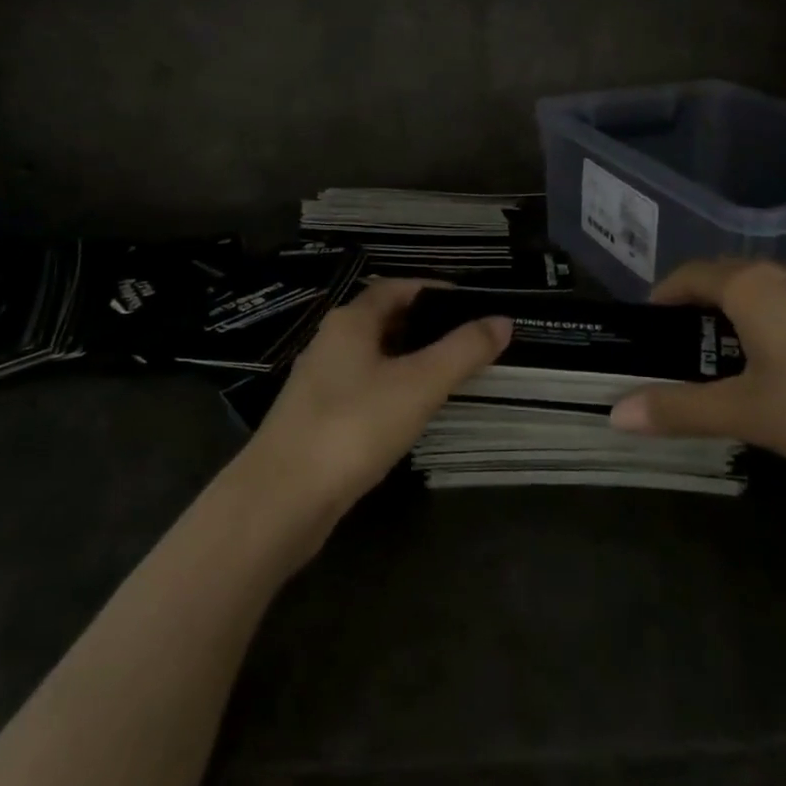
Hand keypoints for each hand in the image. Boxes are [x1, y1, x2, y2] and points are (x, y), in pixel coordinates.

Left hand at [243, 279, 511, 532]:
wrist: (282, 498)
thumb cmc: (354, 426)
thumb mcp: (419, 385)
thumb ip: (463, 351)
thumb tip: (502, 320)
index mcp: (351, 321)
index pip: (396, 287)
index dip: (433, 289)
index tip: (471, 303)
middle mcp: (331, 341)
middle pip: (383, 318)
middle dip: (425, 324)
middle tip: (467, 339)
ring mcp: (320, 381)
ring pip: (373, 355)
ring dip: (409, 357)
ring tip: (449, 373)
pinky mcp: (317, 417)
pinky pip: (363, 387)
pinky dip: (392, 387)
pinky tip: (411, 410)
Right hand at [608, 260, 785, 485]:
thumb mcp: (749, 413)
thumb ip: (680, 409)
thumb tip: (615, 414)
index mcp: (750, 285)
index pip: (687, 275)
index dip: (661, 298)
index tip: (647, 332)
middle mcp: (785, 275)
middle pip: (723, 279)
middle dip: (695, 310)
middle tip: (681, 355)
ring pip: (761, 293)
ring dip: (734, 319)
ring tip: (726, 366)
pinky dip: (770, 326)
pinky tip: (784, 372)